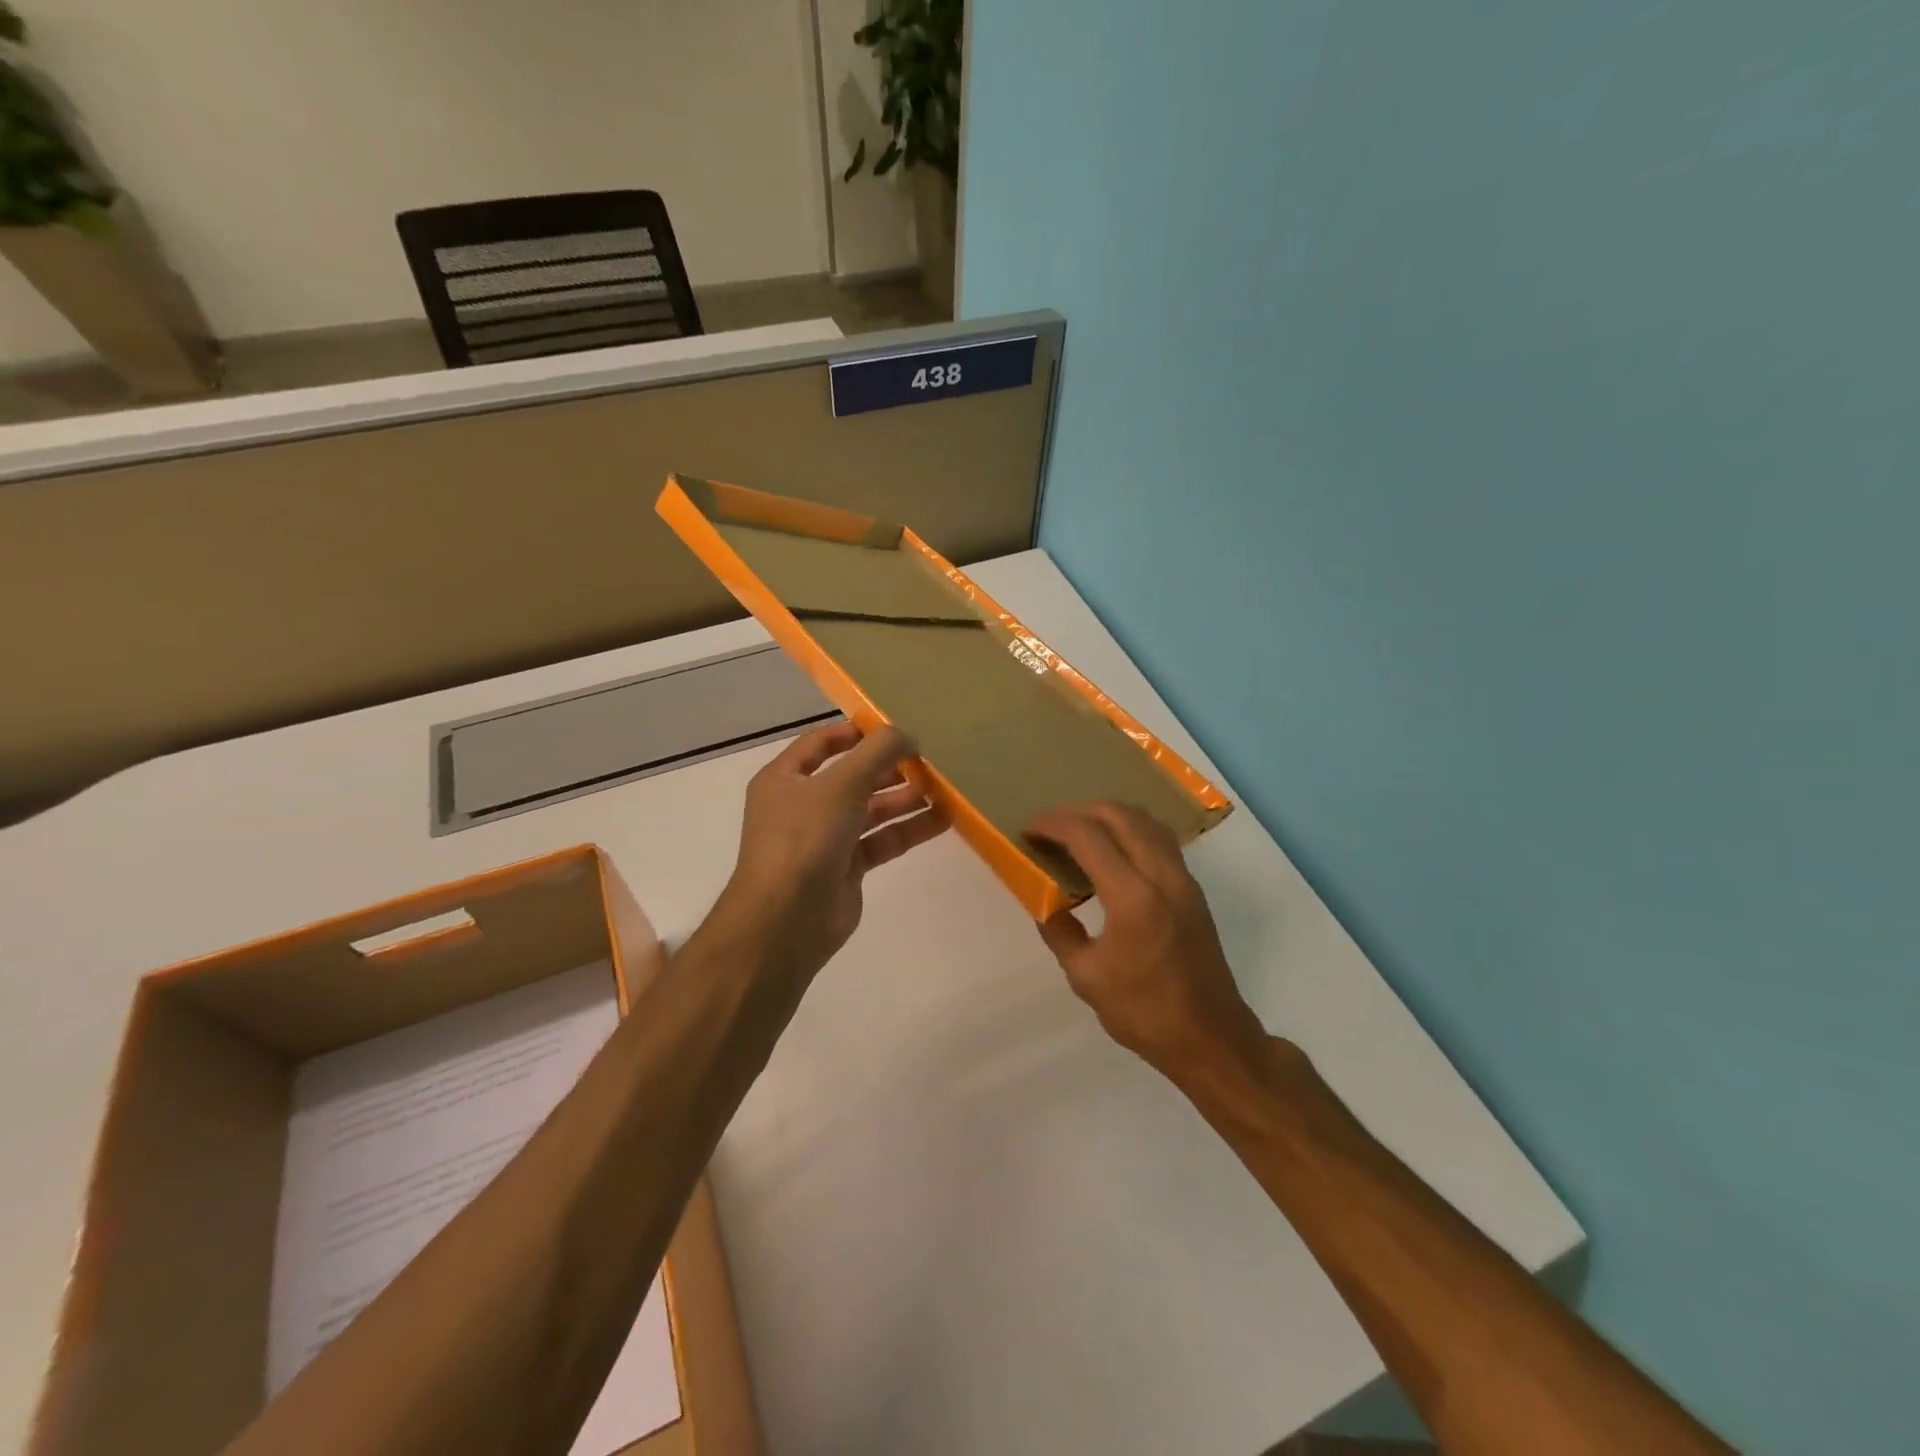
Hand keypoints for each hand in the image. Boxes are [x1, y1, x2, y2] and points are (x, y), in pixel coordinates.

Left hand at [711, 721, 945, 986]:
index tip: (895, 728)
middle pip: (851, 777)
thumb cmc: (805, 837)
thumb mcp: (841, 784)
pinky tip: (943, 819)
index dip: (856, 733)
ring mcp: (824, 838)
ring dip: (904, 798)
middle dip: (889, 767)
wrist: (787, 919)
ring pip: (871, 810)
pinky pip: (881, 840)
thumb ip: (877, 753)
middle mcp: (802, 805)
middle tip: (929, 758)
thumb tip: (907, 733)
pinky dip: (908, 829)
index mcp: (785, 778)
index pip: (820, 744)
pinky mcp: (846, 868)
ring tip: (945, 786)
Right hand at [1027, 803, 1265, 1079]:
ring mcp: (1183, 879)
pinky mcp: (1192, 889)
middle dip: (1078, 810)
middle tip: (1050, 825)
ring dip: (1108, 815)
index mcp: (1133, 897)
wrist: (1210, 1037)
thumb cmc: (1144, 1012)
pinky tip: (1111, 850)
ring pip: (1145, 820)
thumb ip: (1060, 931)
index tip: (1029, 829)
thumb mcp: (1085, 976)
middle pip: (1119, 815)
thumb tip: (1046, 902)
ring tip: (1078, 830)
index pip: (1088, 836)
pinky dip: (1130, 829)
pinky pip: (1159, 838)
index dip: (1053, 825)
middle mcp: (1162, 876)